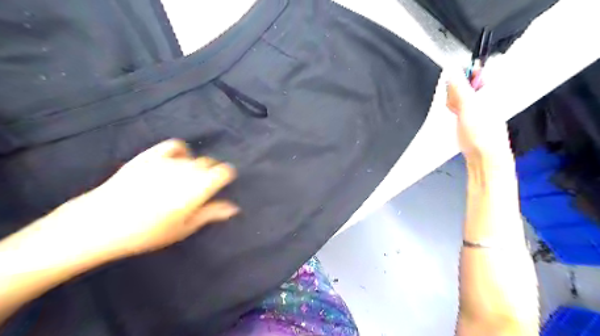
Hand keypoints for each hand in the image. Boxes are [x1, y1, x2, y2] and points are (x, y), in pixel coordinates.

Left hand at [59, 138, 237, 256]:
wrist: (101, 223)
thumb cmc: (148, 232)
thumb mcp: (184, 227)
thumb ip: (211, 213)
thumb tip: (233, 208)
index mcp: (198, 188)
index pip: (224, 171)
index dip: (226, 176)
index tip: (223, 183)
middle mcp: (187, 170)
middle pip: (209, 163)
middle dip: (211, 172)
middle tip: (202, 188)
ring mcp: (168, 161)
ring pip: (193, 157)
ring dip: (196, 165)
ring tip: (186, 180)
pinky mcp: (150, 156)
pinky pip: (173, 146)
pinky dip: (180, 151)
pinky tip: (176, 160)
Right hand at [445, 73, 510, 161]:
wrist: (483, 156)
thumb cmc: (481, 132)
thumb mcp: (468, 105)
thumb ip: (458, 86)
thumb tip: (451, 69)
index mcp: (490, 89)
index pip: (474, 72)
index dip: (461, 75)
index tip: (453, 83)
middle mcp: (486, 96)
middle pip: (465, 84)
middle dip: (455, 90)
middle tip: (455, 100)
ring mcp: (478, 106)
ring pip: (460, 95)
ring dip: (453, 100)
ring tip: (454, 110)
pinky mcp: (470, 116)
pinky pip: (458, 106)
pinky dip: (453, 108)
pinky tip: (453, 114)